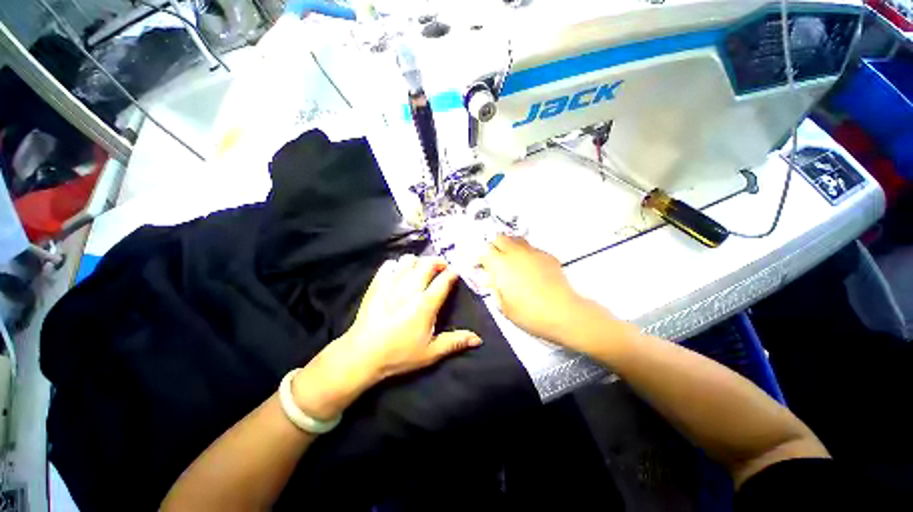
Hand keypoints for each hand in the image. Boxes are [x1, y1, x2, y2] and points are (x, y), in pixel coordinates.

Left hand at [292, 255, 480, 418]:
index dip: (453, 273)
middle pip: (427, 264)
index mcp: (425, 304)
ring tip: (420, 270)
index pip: (444, 280)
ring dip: (418, 262)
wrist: (362, 355)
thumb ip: (455, 342)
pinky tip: (399, 274)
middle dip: (437, 262)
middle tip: (441, 269)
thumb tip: (478, 339)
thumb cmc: (399, 355)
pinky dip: (397, 265)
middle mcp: (410, 289)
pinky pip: (389, 264)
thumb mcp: (431, 353)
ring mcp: (392, 284)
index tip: (457, 271)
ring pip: (408, 260)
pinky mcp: (377, 284)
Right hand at [479, 236, 603, 345]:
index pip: (485, 250)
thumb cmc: (528, 313)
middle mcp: (515, 253)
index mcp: (501, 264)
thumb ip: (495, 287)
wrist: (562, 313)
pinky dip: (526, 253)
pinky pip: (531, 248)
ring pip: (516, 239)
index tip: (481, 266)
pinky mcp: (547, 256)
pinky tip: (530, 267)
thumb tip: (492, 278)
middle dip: (494, 246)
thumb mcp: (503, 305)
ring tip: (511, 260)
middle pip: (500, 238)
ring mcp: (533, 252)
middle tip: (494, 260)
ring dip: (509, 246)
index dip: (481, 257)